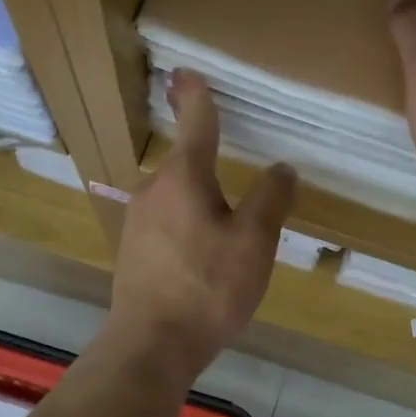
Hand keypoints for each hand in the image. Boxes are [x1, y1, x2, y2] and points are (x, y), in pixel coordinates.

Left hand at [107, 71, 295, 380]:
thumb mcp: (254, 242)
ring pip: (177, 198)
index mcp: (183, 178)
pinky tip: (204, 261)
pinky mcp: (132, 252)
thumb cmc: (208, 286)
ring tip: (229, 237)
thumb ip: (270, 199)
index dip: (195, 95)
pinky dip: (189, 228)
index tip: (185, 71)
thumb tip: (282, 169)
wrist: (152, 345)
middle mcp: (153, 190)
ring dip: (201, 204)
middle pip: (187, 166)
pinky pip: (168, 225)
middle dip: (211, 168)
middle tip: (242, 191)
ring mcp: (137, 222)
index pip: (195, 123)